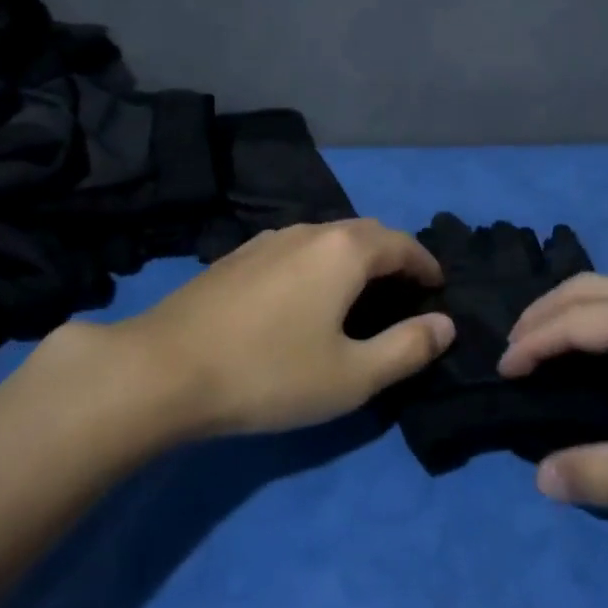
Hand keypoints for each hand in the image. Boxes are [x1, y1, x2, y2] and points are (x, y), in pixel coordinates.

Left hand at [65, 220, 453, 439]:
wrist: (163, 370)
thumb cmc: (270, 374)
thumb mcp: (352, 376)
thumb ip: (407, 348)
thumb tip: (445, 324)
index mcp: (344, 250)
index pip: (402, 244)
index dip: (426, 264)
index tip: (438, 287)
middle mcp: (309, 231)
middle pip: (365, 233)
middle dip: (392, 257)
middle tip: (404, 292)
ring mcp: (267, 240)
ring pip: (326, 239)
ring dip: (353, 259)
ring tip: (358, 294)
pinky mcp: (235, 257)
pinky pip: (294, 250)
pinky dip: (318, 265)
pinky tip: (303, 297)